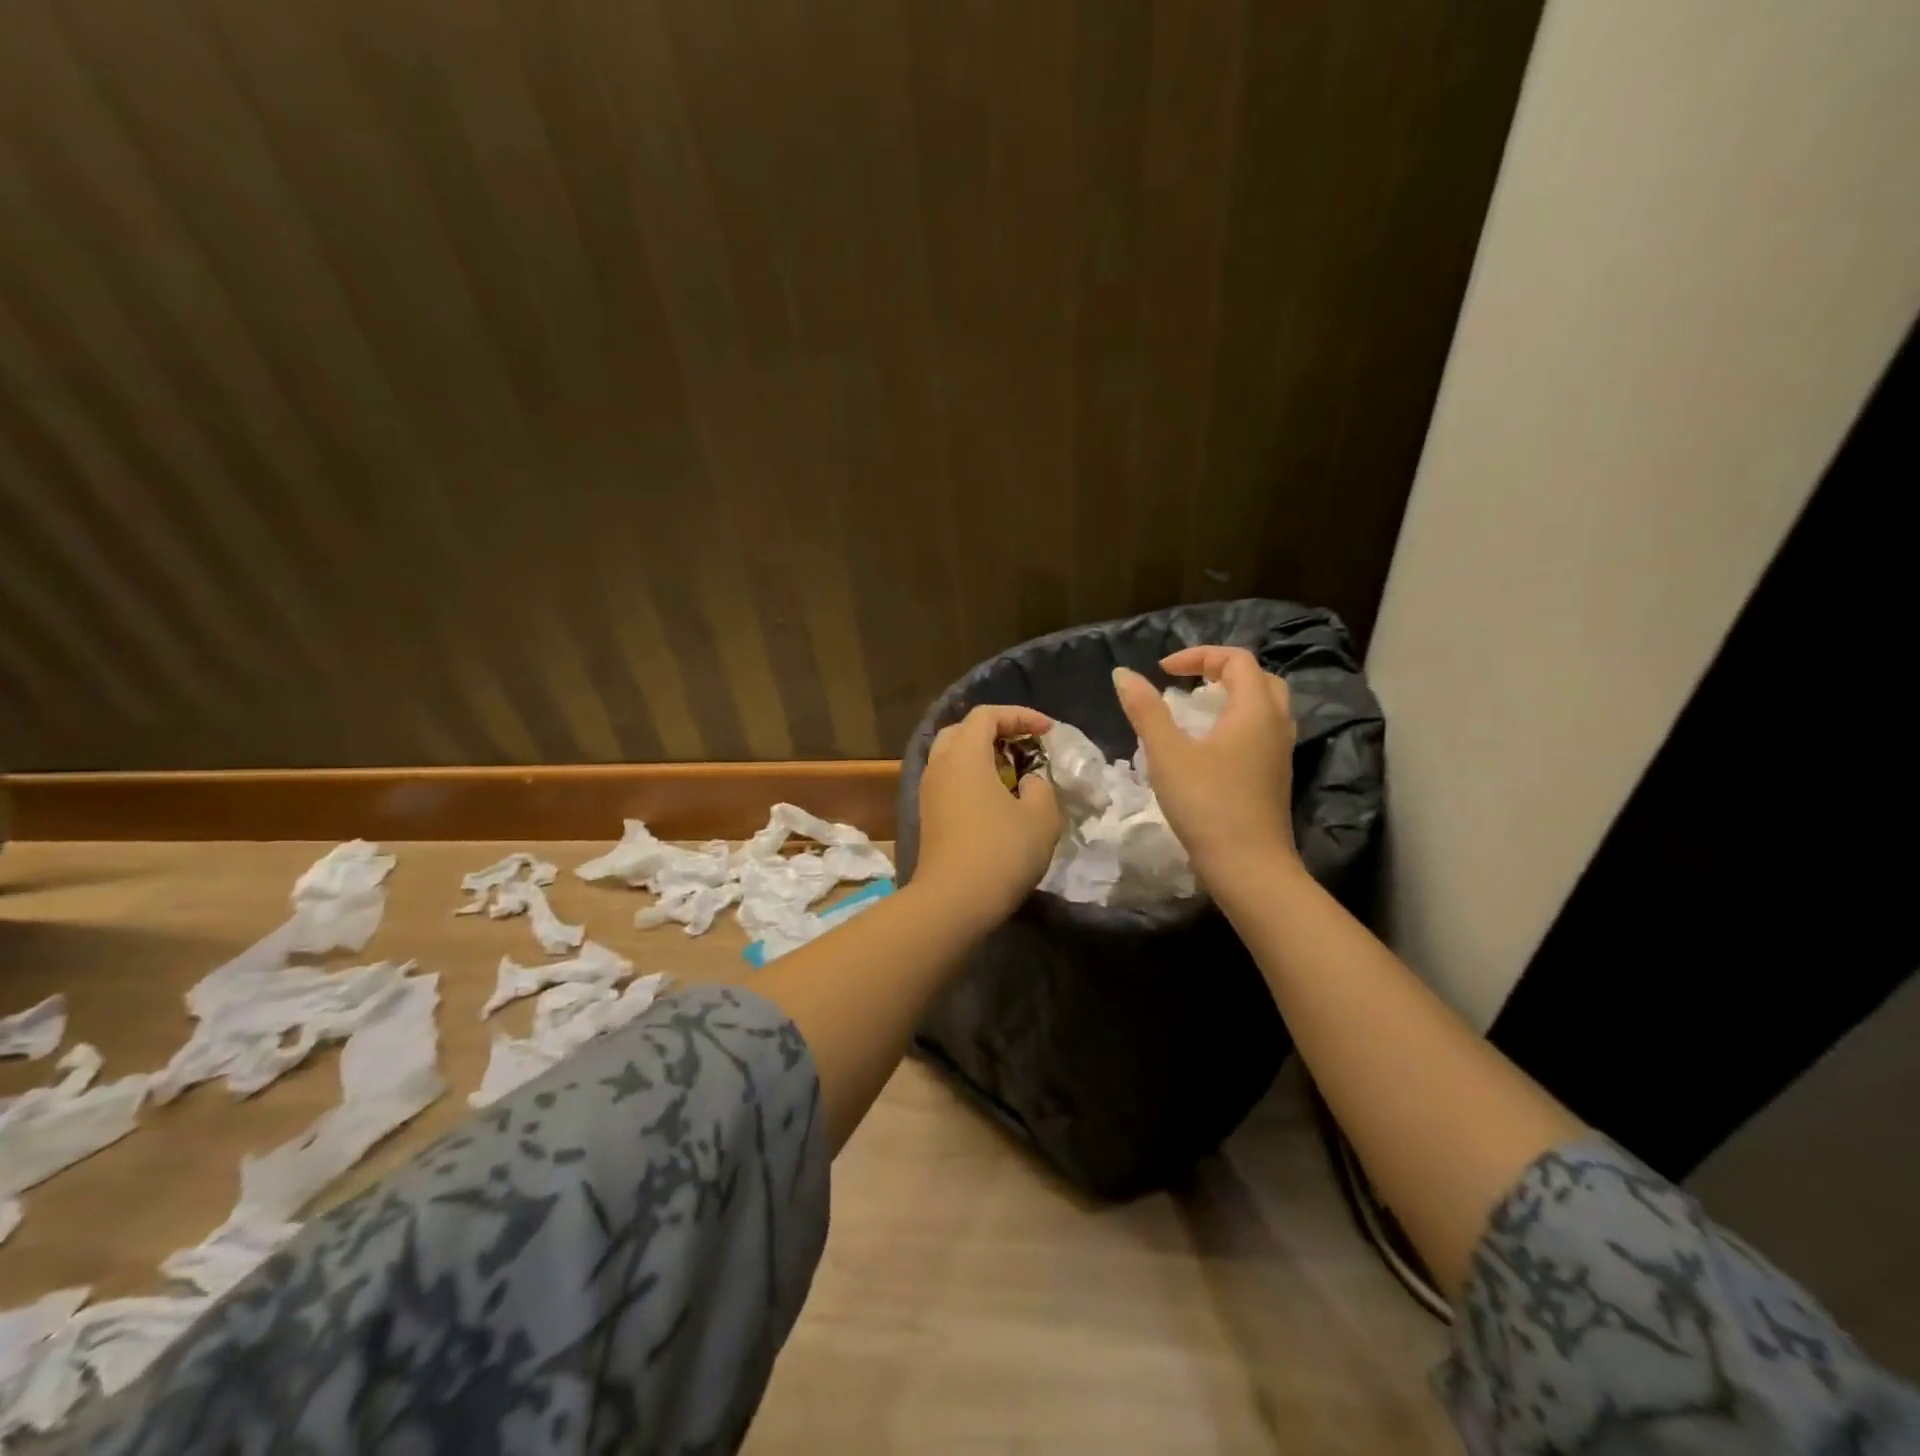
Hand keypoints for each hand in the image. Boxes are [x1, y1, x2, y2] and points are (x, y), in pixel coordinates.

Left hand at [914, 705, 1061, 923]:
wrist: (954, 901)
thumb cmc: (1001, 851)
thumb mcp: (1041, 816)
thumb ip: (1041, 788)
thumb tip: (1028, 782)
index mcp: (964, 754)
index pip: (987, 715)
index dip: (1020, 715)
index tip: (1047, 731)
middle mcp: (939, 765)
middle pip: (963, 731)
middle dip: (996, 731)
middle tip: (1025, 745)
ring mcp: (929, 792)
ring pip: (953, 757)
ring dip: (983, 756)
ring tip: (1014, 773)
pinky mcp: (929, 816)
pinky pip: (950, 781)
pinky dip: (973, 778)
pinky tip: (997, 800)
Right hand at [1113, 646, 1299, 884]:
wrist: (1249, 867)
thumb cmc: (1207, 804)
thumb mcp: (1167, 753)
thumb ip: (1146, 710)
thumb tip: (1123, 674)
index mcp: (1255, 709)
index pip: (1236, 659)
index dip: (1198, 656)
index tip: (1162, 672)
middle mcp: (1276, 724)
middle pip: (1258, 678)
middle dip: (1220, 671)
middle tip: (1186, 683)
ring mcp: (1280, 753)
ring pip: (1263, 706)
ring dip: (1231, 697)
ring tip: (1194, 711)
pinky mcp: (1275, 777)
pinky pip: (1260, 732)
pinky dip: (1236, 722)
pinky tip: (1208, 746)